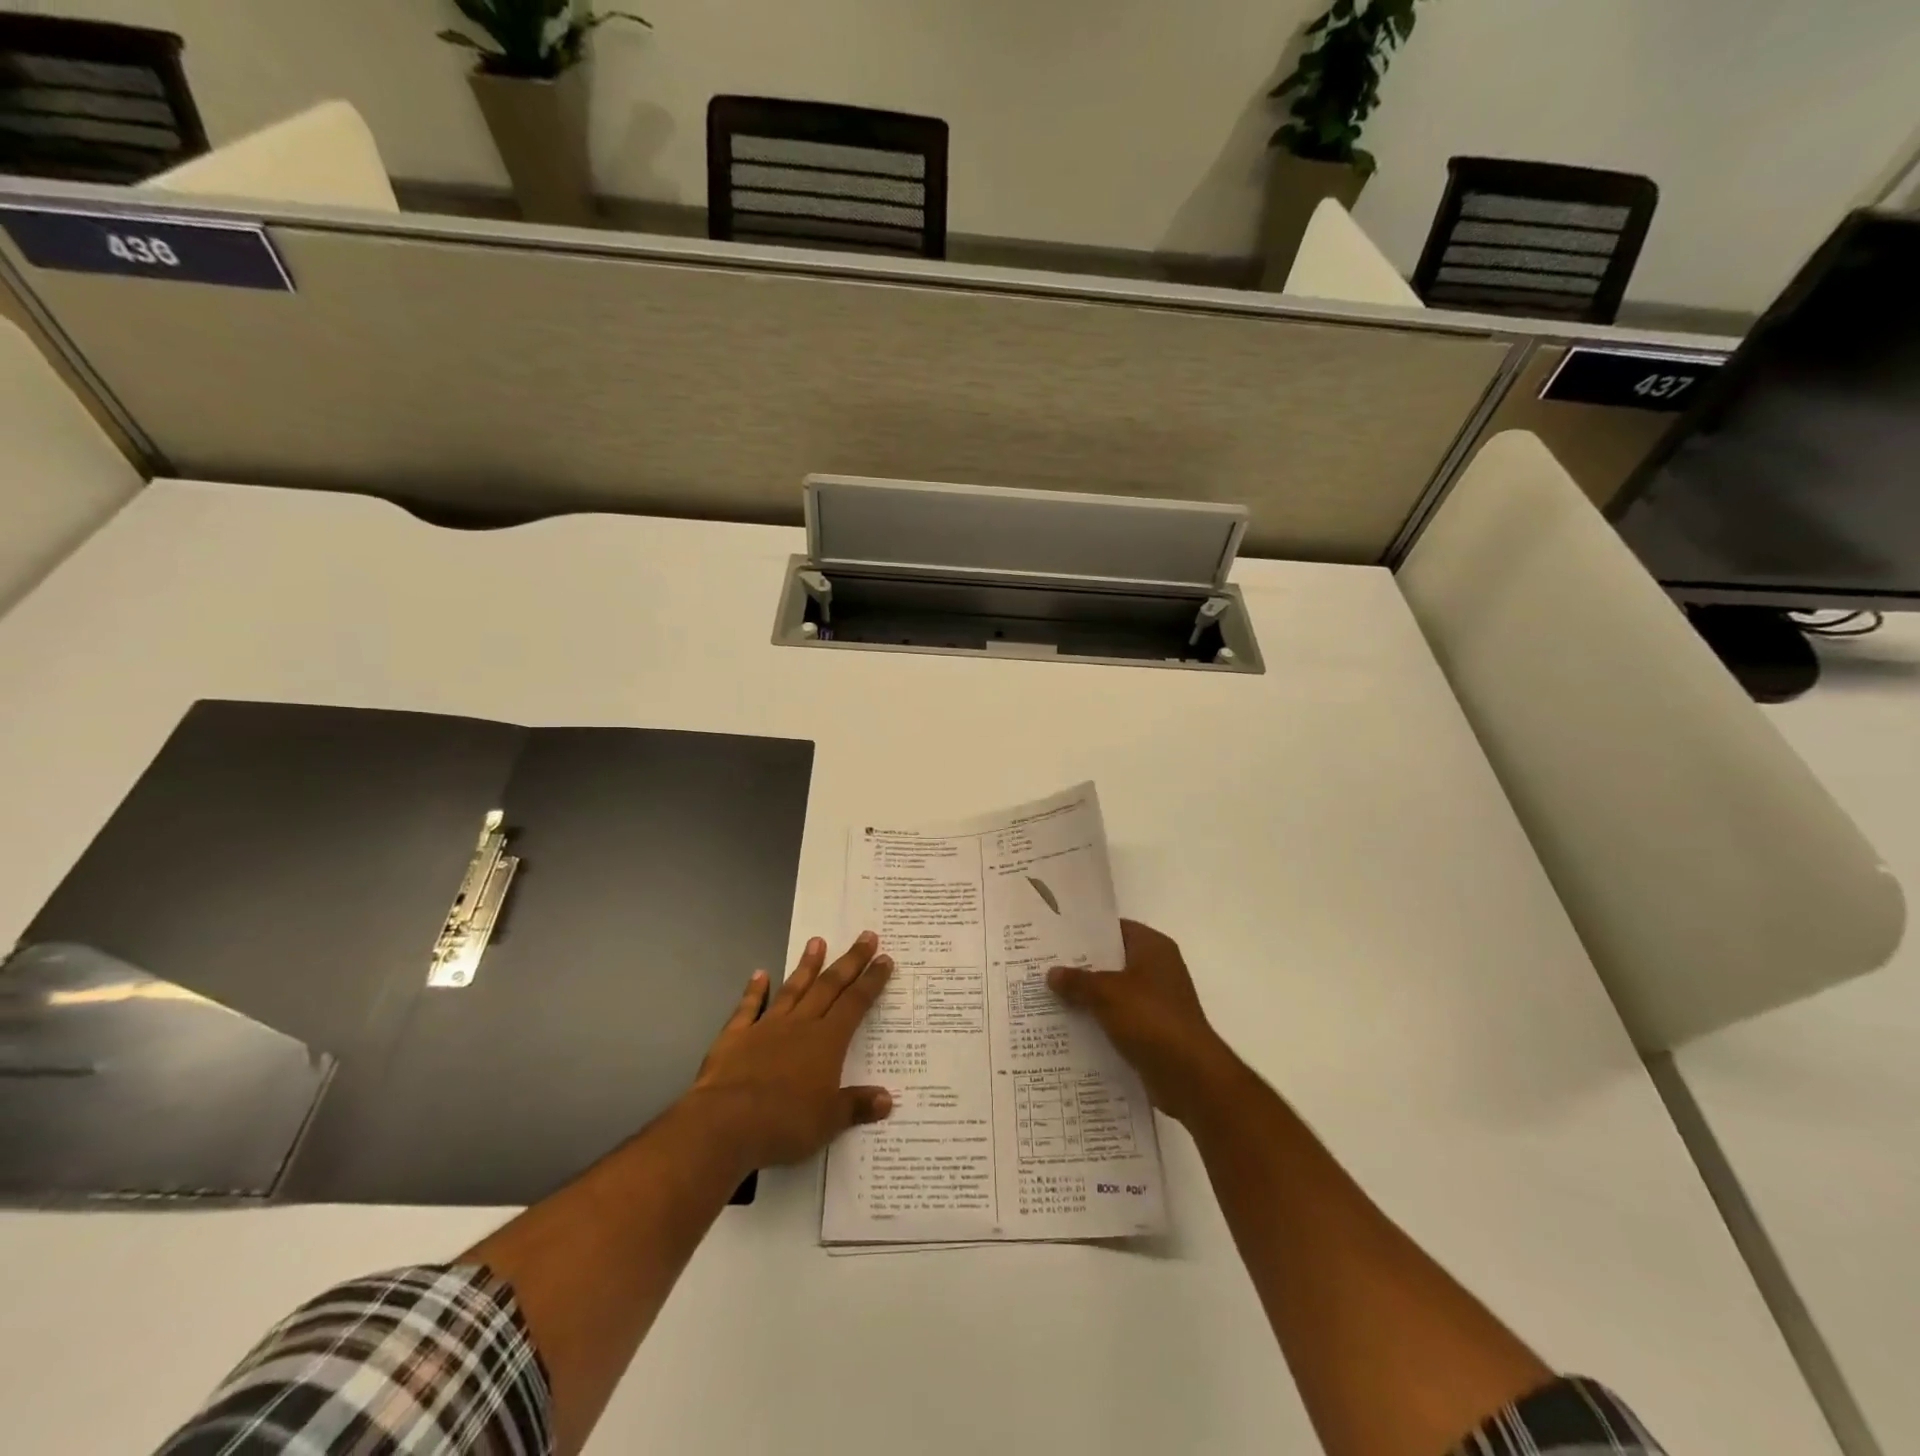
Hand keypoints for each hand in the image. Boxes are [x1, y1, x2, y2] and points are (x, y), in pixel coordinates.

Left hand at [688, 931, 894, 1172]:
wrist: (725, 1123)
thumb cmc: (785, 1122)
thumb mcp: (829, 1121)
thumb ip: (856, 1106)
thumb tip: (887, 1099)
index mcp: (827, 1041)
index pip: (855, 1003)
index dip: (871, 981)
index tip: (884, 959)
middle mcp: (800, 1025)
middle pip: (829, 986)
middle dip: (850, 961)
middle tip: (866, 936)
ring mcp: (766, 1026)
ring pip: (792, 989)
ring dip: (806, 965)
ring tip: (817, 941)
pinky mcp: (735, 1036)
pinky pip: (748, 1007)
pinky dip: (754, 990)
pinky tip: (759, 974)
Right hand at [1049, 919, 1239, 1125]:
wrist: (1189, 1075)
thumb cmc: (1150, 1018)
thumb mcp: (1106, 993)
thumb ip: (1078, 981)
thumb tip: (1052, 973)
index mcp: (1153, 947)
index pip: (1115, 929)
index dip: (1086, 932)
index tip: (1054, 937)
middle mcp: (1158, 969)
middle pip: (1112, 961)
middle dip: (1081, 966)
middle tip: (1044, 966)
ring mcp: (1157, 1001)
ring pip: (1114, 992)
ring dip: (1088, 997)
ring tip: (1049, 996)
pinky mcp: (1154, 1030)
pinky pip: (1119, 1018)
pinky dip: (1099, 1021)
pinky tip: (1070, 1027)